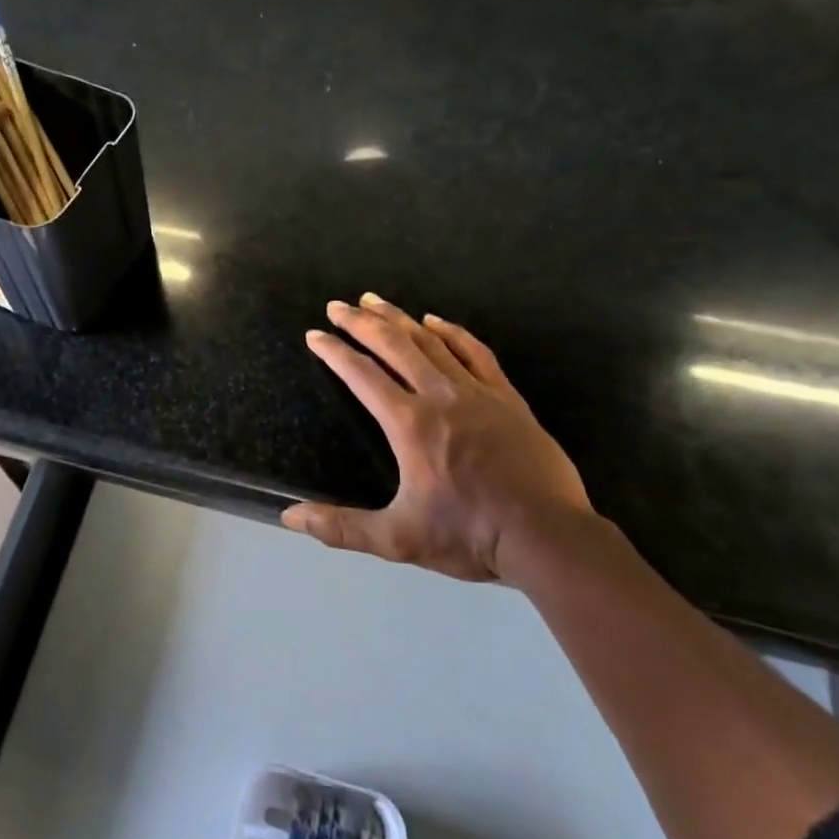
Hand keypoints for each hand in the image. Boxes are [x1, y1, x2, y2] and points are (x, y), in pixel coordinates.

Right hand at [283, 294, 596, 584]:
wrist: (548, 536)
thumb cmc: (469, 535)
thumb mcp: (397, 539)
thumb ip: (341, 527)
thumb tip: (290, 517)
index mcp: (409, 424)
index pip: (362, 375)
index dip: (334, 352)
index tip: (314, 335)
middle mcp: (439, 397)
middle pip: (393, 346)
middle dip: (360, 322)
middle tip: (337, 305)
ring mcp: (477, 393)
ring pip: (431, 342)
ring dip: (398, 318)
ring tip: (375, 300)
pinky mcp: (507, 398)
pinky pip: (475, 352)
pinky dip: (452, 331)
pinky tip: (435, 320)